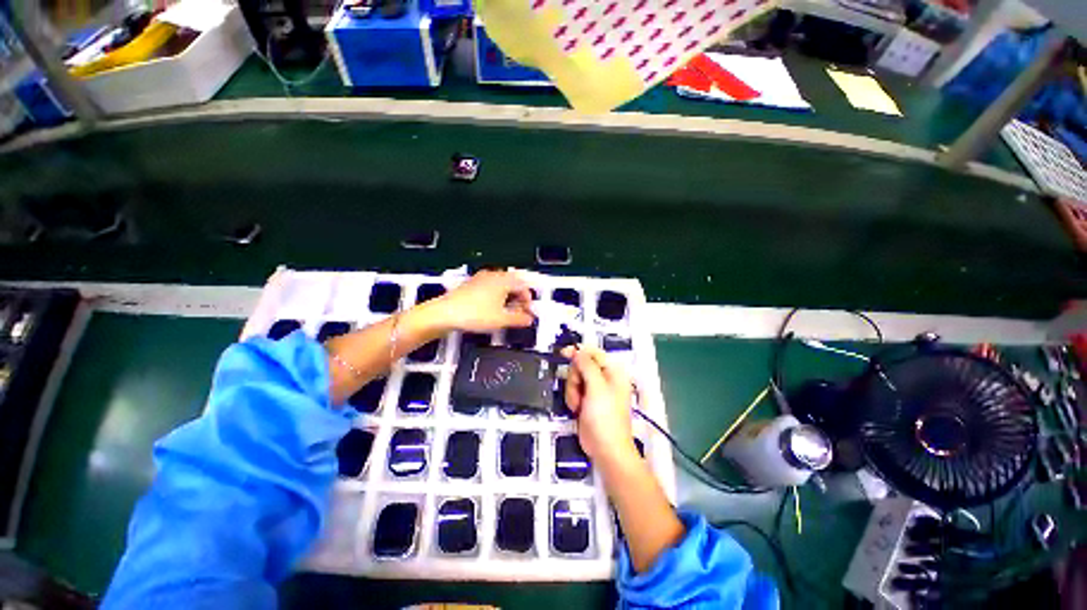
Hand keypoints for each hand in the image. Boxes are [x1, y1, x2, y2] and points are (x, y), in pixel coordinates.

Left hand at [428, 270, 534, 332]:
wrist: (444, 314)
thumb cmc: (474, 314)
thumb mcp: (501, 320)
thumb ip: (519, 319)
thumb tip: (529, 319)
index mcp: (503, 280)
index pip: (524, 286)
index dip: (528, 300)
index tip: (528, 312)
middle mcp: (493, 275)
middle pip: (513, 283)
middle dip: (519, 298)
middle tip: (519, 312)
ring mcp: (481, 278)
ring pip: (501, 285)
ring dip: (508, 297)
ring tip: (505, 312)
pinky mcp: (471, 284)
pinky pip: (490, 287)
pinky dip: (496, 296)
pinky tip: (491, 309)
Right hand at [562, 346, 638, 467]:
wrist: (605, 449)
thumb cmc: (606, 419)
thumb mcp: (597, 388)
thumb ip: (586, 366)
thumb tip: (578, 351)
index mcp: (613, 372)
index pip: (593, 353)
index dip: (578, 352)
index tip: (564, 353)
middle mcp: (604, 378)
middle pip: (580, 365)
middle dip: (575, 378)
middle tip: (580, 391)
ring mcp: (594, 390)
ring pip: (574, 378)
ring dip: (572, 391)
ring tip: (579, 404)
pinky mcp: (586, 400)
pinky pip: (573, 390)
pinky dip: (572, 398)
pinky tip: (577, 409)